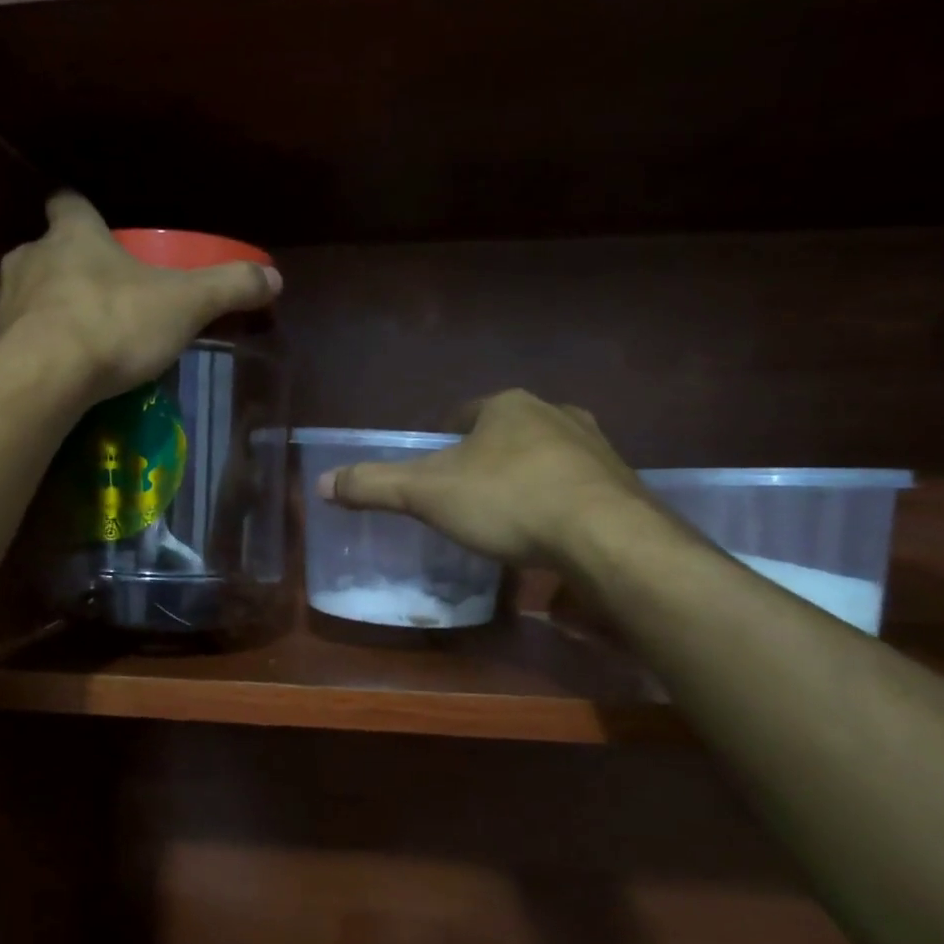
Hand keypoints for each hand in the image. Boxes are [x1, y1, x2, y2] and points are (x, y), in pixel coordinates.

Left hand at [0, 193, 280, 405]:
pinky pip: (18, 339)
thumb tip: (275, 277)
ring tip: (82, 339)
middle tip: (103, 294)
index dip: (83, 212)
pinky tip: (60, 372)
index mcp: (74, 235)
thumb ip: (228, 288)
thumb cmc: (113, 324)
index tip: (98, 227)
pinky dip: (37, 348)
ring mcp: (6, 302)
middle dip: (71, 267)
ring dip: (52, 309)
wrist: (42, 379)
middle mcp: (31, 257)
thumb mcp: (184, 305)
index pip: (69, 203)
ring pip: (30, 294)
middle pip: (49, 251)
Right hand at [317, 391, 671, 570]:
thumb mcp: (427, 493)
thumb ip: (374, 486)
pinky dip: (559, 503)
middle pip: (507, 433)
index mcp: (508, 406)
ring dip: (526, 477)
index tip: (434, 466)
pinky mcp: (622, 484)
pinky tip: (549, 533)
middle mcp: (556, 414)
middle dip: (487, 458)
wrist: (606, 537)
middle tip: (467, 494)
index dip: (445, 437)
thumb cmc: (507, 501)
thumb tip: (322, 483)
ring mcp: (595, 447)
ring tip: (508, 515)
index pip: (465, 413)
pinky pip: (577, 487)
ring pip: (546, 457)